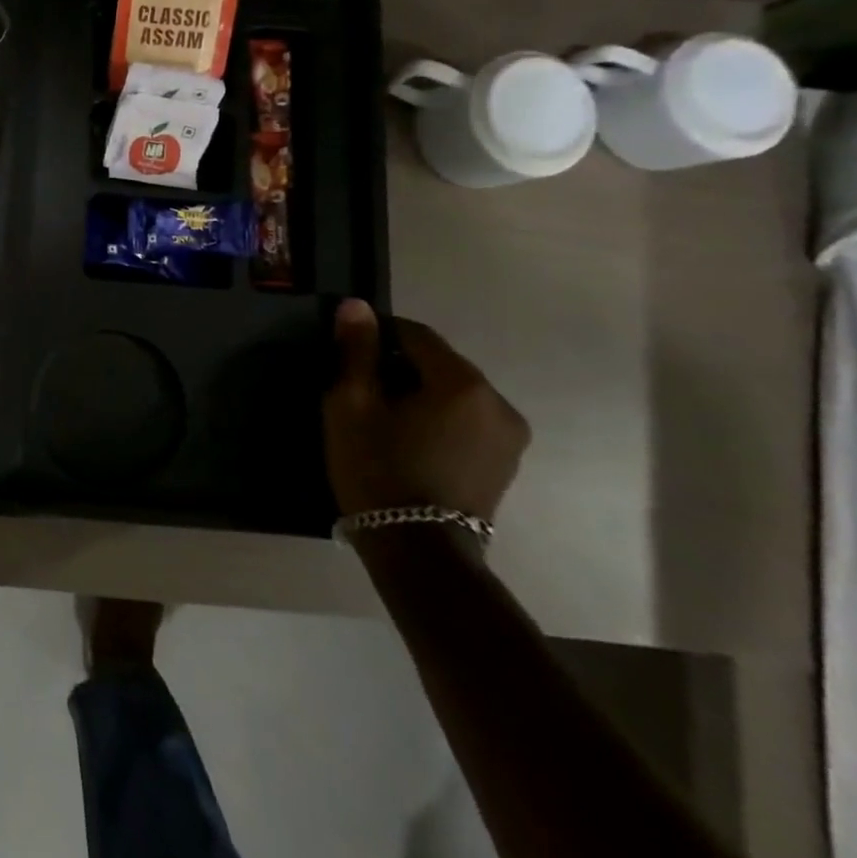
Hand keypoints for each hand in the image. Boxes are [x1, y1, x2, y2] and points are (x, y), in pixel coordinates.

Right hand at [323, 300, 529, 522]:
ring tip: (383, 418)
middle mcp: (498, 403)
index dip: (377, 335)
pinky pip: (466, 420)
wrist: (417, 552)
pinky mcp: (505, 463)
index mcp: (463, 383)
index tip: (347, 353)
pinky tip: (409, 440)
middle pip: (438, 363)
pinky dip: (438, 418)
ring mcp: (509, 437)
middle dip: (399, 366)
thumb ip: (356, 350)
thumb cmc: (377, 469)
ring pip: (453, 393)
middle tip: (360, 390)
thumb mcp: (351, 404)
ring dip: (420, 394)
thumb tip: (357, 306)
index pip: (415, 334)